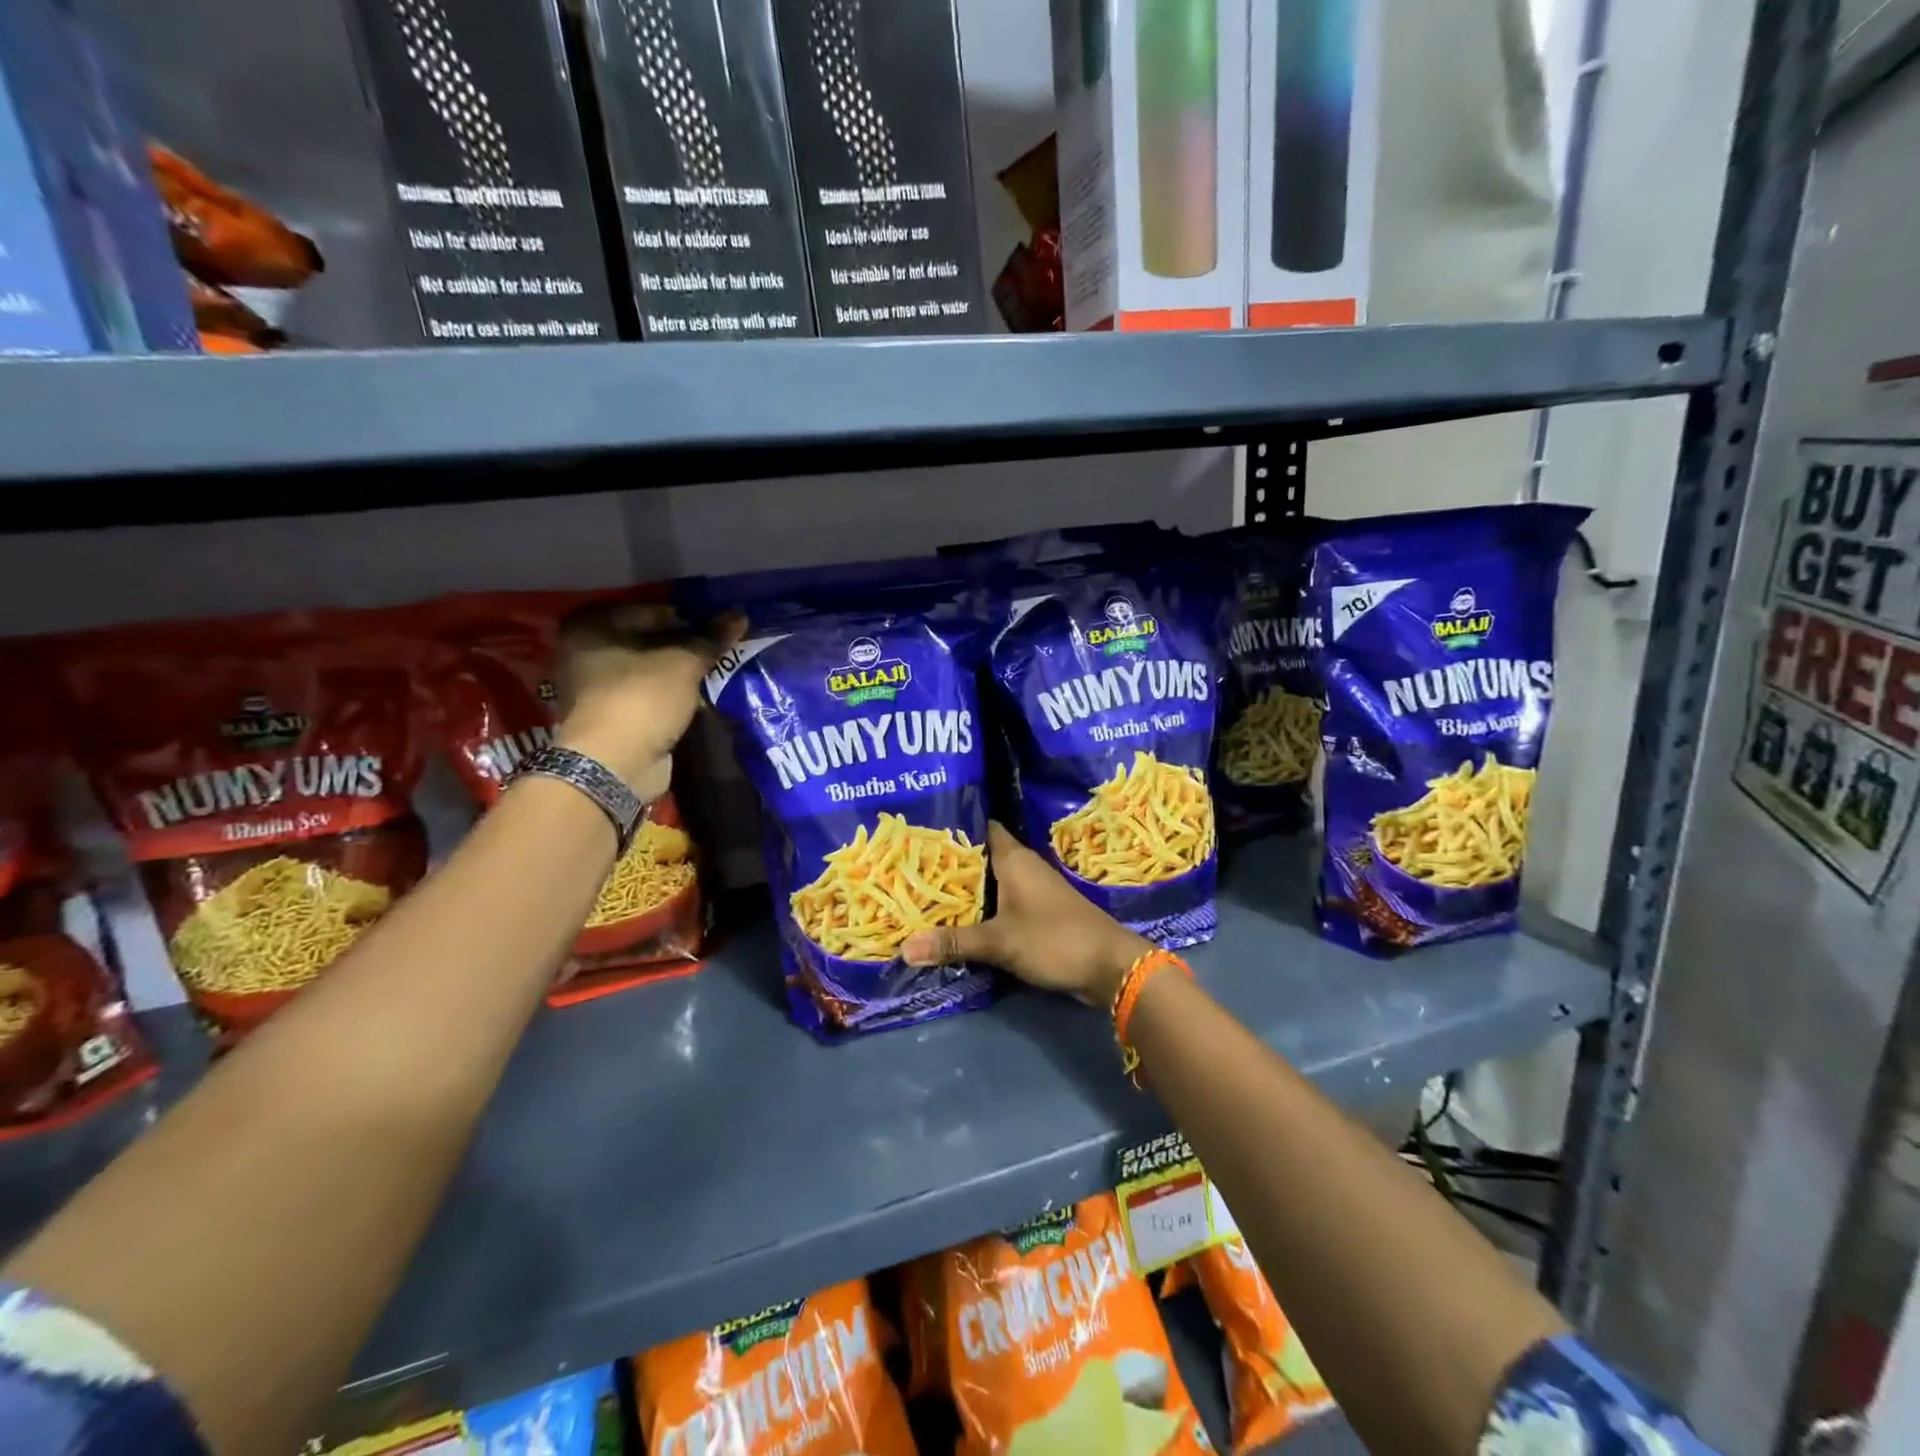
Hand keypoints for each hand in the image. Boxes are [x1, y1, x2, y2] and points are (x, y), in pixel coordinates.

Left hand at [554, 602, 743, 800]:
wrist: (614, 764)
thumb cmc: (642, 698)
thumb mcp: (683, 663)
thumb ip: (711, 639)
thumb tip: (740, 615)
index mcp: (590, 626)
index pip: (649, 610)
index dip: (687, 617)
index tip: (717, 627)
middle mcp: (584, 652)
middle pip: (645, 639)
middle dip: (683, 644)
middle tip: (718, 647)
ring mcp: (593, 687)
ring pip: (646, 669)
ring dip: (677, 671)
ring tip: (714, 670)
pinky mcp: (609, 716)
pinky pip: (646, 694)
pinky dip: (669, 694)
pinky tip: (697, 695)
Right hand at [902, 822, 1151, 1005]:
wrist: (1109, 966)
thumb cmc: (1054, 939)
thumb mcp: (999, 942)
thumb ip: (953, 942)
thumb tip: (903, 948)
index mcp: (1014, 858)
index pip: (980, 827)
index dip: (953, 825)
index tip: (920, 829)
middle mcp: (1023, 867)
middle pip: (980, 855)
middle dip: (951, 861)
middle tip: (910, 864)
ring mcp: (1033, 889)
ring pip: (991, 880)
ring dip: (966, 886)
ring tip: (925, 889)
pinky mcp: (1039, 912)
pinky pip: (1002, 901)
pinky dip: (983, 906)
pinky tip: (960, 918)